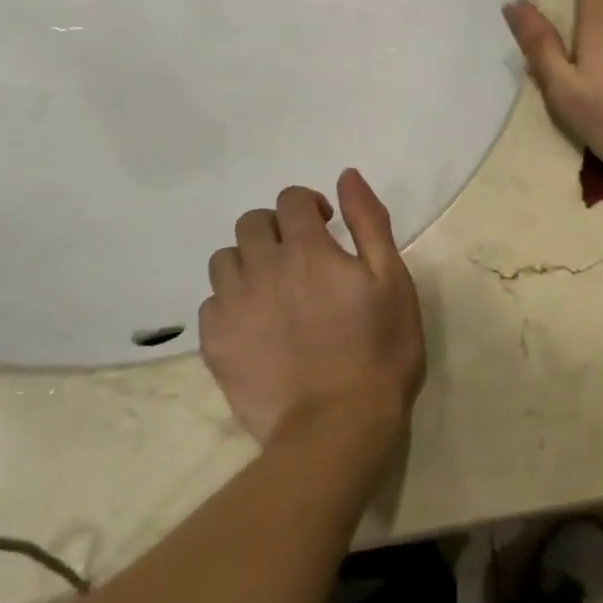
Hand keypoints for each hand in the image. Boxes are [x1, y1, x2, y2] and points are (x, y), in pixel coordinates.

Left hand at [198, 169, 424, 445]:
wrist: (338, 426)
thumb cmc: (379, 348)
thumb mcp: (392, 279)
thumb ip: (369, 221)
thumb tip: (346, 176)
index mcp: (308, 250)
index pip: (291, 200)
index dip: (309, 205)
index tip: (327, 225)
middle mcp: (263, 268)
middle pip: (251, 223)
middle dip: (276, 228)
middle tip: (300, 256)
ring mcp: (234, 307)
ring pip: (224, 259)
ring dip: (248, 260)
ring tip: (273, 287)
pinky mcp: (216, 344)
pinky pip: (210, 304)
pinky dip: (230, 302)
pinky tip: (255, 323)